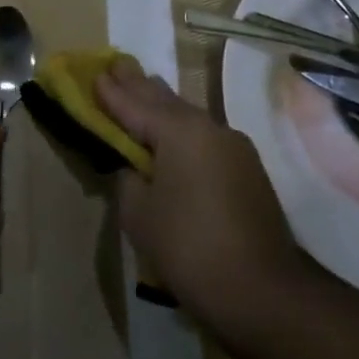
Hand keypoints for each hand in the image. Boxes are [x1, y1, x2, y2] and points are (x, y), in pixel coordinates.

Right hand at [94, 56, 306, 320]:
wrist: (265, 294)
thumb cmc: (189, 248)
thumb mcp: (139, 213)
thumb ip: (128, 178)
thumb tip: (134, 165)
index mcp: (179, 131)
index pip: (134, 104)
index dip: (110, 91)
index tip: (93, 72)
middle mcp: (209, 128)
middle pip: (165, 100)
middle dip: (138, 85)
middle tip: (116, 65)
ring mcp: (234, 148)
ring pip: (188, 115)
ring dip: (162, 104)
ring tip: (141, 88)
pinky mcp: (248, 170)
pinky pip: (204, 136)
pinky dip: (181, 129)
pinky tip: (172, 131)